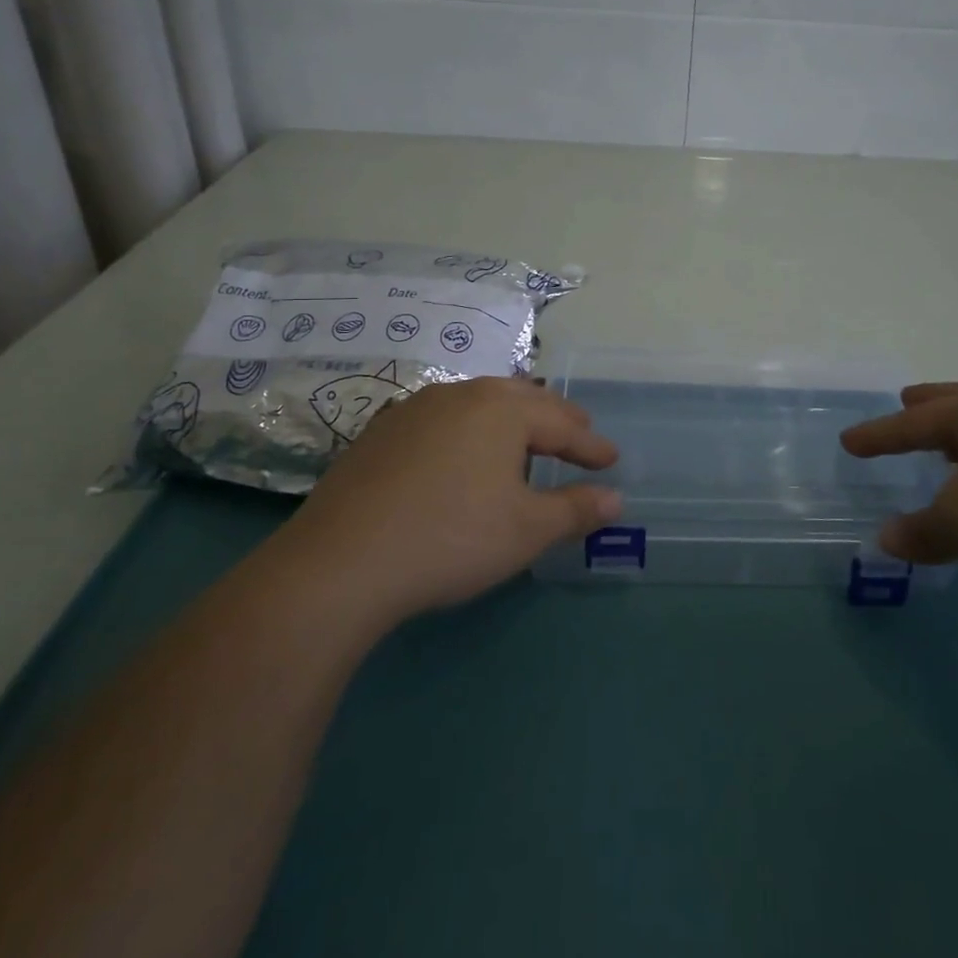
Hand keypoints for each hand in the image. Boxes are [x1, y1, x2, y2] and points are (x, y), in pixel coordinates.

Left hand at [287, 377, 620, 627]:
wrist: (341, 562)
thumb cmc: (452, 539)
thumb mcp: (526, 531)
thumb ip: (575, 510)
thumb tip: (616, 500)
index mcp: (502, 409)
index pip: (562, 423)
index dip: (591, 445)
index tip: (612, 460)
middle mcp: (461, 395)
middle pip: (522, 399)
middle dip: (556, 419)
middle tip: (578, 436)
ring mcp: (416, 409)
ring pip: (479, 403)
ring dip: (511, 419)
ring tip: (525, 440)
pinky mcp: (381, 432)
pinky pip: (443, 419)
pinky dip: (469, 431)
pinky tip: (462, 454)